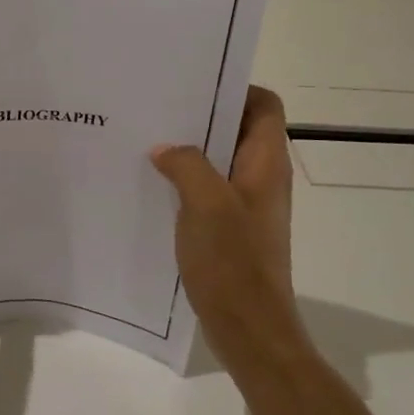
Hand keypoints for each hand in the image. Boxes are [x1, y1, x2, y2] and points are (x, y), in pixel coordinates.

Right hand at [151, 86, 308, 372]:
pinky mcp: (232, 228)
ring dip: (190, 151)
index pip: (264, 105)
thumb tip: (165, 148)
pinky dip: (186, 182)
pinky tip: (153, 185)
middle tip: (158, 109)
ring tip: (148, 142)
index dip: (235, 89)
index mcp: (265, 163)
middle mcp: (261, 177)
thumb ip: (186, 165)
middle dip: (201, 117)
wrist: (249, 329)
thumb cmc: (233, 262)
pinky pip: (209, 190)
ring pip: (219, 160)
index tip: (193, 85)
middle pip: (238, 129)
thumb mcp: (205, 204)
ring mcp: (247, 204)